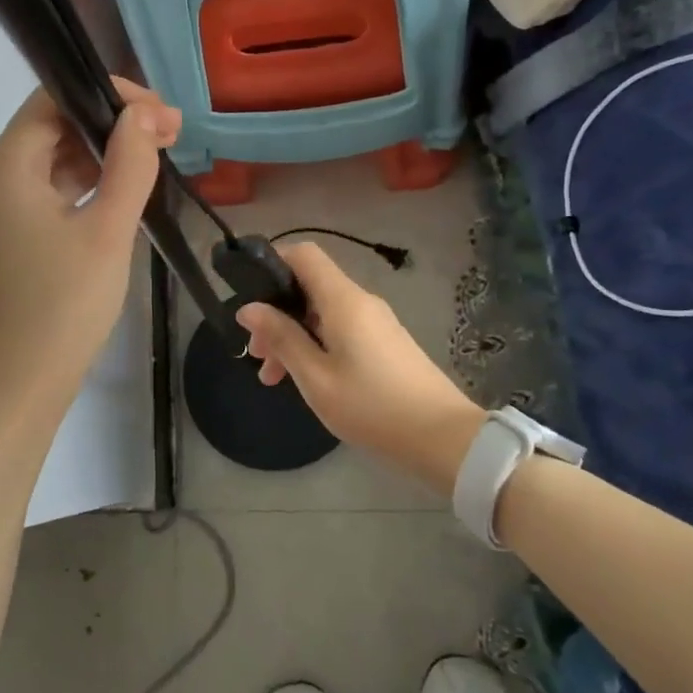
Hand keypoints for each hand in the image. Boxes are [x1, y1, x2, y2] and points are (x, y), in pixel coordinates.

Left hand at [0, 79, 180, 424]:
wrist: (18, 388)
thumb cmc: (62, 307)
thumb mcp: (108, 230)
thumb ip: (130, 163)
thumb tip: (145, 113)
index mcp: (4, 166)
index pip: (53, 97)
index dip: (110, 94)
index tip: (162, 115)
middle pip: (53, 125)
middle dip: (112, 123)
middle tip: (171, 136)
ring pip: (54, 158)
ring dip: (104, 153)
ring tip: (158, 157)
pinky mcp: (10, 235)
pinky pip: (51, 190)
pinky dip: (88, 183)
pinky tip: (126, 189)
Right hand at [235, 243, 483, 494]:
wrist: (443, 438)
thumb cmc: (373, 407)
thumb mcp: (316, 377)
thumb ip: (282, 338)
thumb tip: (249, 308)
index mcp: (343, 300)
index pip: (304, 254)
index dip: (272, 263)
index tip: (249, 296)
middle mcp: (360, 301)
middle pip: (309, 287)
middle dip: (276, 313)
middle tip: (256, 354)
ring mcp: (376, 322)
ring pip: (322, 312)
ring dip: (293, 335)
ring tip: (274, 377)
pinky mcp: (385, 342)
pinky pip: (340, 329)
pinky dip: (315, 345)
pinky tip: (306, 379)